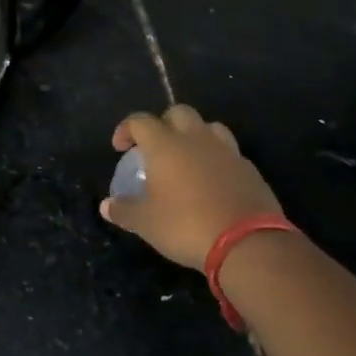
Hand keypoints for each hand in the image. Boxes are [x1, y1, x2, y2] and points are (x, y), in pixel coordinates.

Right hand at [100, 104, 281, 269]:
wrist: (248, 242)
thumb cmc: (187, 226)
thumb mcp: (147, 224)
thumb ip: (125, 210)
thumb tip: (106, 206)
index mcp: (166, 145)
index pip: (141, 121)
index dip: (126, 129)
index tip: (120, 147)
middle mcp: (196, 139)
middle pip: (178, 113)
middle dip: (163, 123)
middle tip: (155, 148)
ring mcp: (227, 151)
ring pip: (208, 127)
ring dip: (194, 135)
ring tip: (187, 158)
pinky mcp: (249, 168)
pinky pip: (228, 152)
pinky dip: (216, 158)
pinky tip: (212, 180)